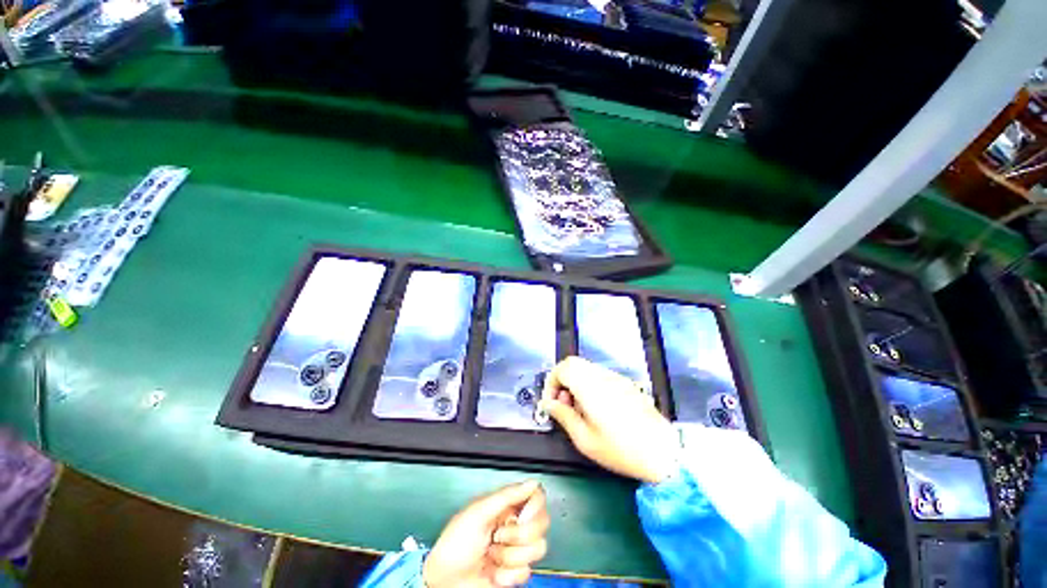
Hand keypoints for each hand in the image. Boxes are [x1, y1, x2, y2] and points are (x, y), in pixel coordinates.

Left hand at [423, 481, 549, 587]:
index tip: (521, 516)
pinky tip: (493, 571)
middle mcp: (515, 525)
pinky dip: (507, 575)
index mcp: (507, 505)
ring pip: (537, 548)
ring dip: (510, 556)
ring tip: (492, 555)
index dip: (534, 506)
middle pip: (542, 523)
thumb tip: (532, 482)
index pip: (537, 497)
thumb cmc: (456, 542)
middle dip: (520, 534)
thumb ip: (507, 495)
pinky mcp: (515, 572)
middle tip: (498, 536)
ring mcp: (516, 549)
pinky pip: (526, 572)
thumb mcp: (479, 512)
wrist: (445, 580)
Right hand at [540, 357, 680, 483]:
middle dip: (562, 380)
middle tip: (564, 403)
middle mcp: (603, 376)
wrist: (663, 453)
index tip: (551, 401)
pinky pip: (600, 375)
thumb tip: (549, 404)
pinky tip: (596, 407)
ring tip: (580, 408)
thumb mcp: (584, 439)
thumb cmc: (621, 450)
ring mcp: (617, 378)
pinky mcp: (626, 383)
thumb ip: (563, 416)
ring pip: (586, 368)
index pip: (563, 367)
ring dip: (576, 382)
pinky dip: (590, 384)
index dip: (551, 381)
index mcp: (591, 387)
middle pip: (574, 363)